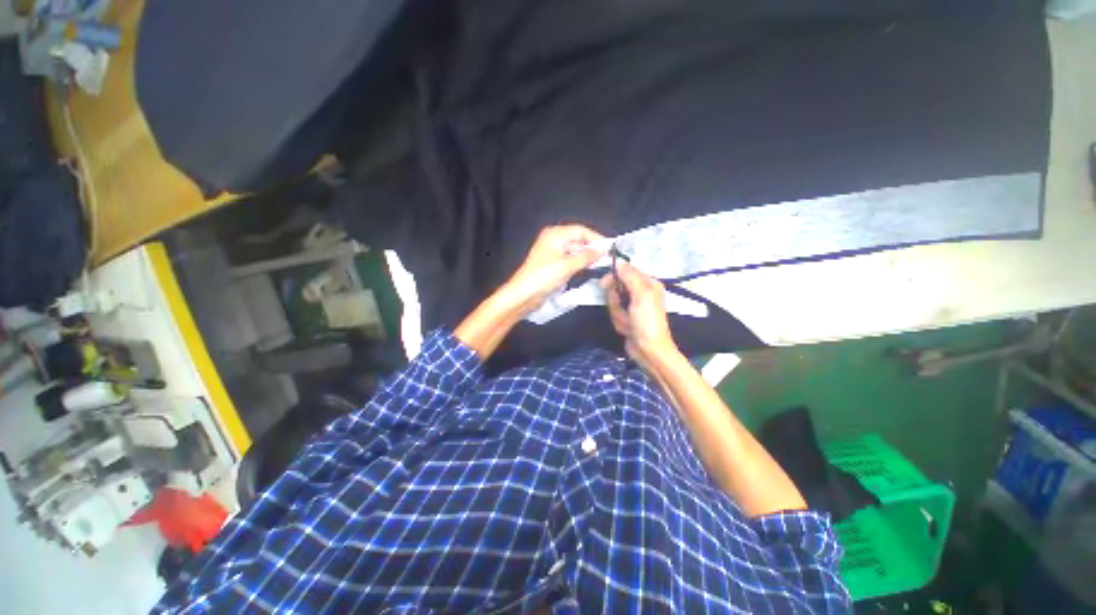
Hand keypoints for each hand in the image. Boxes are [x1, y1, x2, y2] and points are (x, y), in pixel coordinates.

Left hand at [503, 225, 606, 313]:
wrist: (523, 295)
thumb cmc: (544, 276)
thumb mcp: (567, 266)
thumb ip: (587, 256)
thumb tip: (604, 249)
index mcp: (555, 234)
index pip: (580, 230)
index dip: (596, 238)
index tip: (610, 247)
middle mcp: (554, 239)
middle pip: (578, 239)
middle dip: (592, 248)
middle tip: (608, 258)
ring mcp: (552, 252)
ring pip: (574, 250)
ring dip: (586, 256)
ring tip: (601, 264)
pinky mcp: (552, 264)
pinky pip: (569, 259)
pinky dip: (579, 263)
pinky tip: (588, 268)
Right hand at [602, 262, 679, 369]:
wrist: (649, 350)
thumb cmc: (647, 321)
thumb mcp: (640, 295)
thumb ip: (629, 276)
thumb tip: (618, 261)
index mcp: (648, 283)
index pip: (625, 270)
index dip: (613, 277)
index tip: (604, 284)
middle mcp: (641, 291)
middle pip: (616, 286)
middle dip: (615, 300)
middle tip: (621, 309)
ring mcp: (633, 305)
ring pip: (613, 300)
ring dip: (617, 312)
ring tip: (626, 322)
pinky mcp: (627, 317)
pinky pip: (615, 312)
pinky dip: (618, 320)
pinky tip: (626, 328)